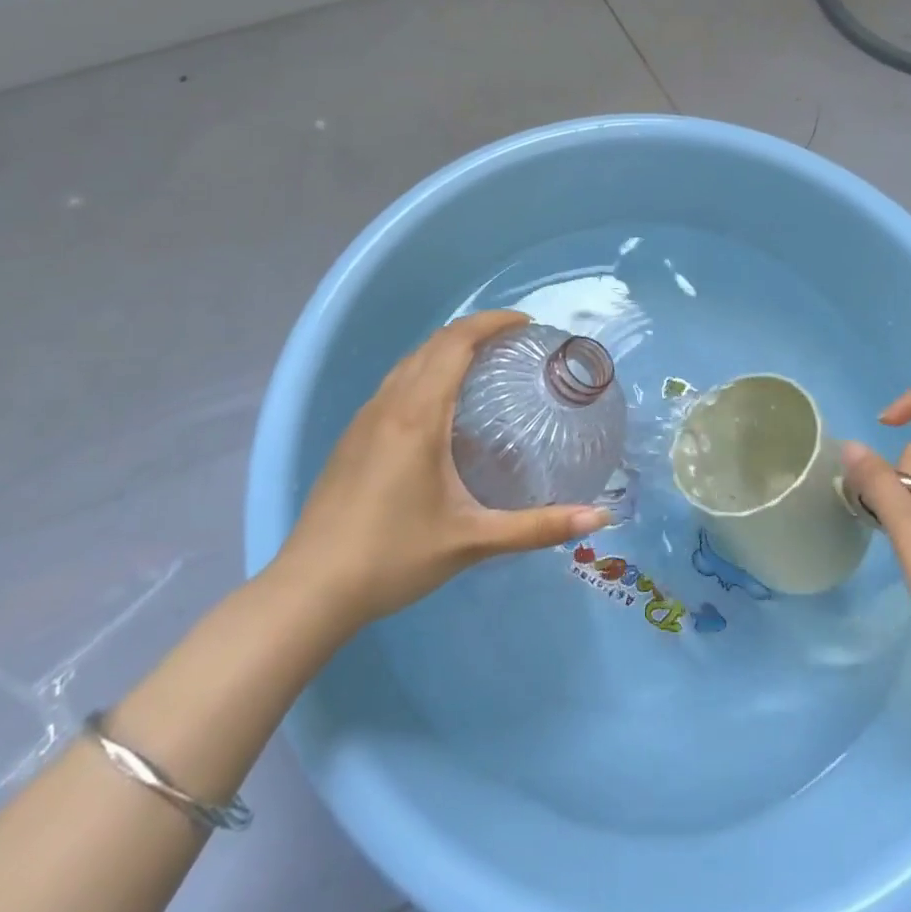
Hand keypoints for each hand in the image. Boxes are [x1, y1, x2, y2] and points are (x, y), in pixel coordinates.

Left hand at [273, 310, 611, 633]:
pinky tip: (439, 407)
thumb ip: (537, 527)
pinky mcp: (352, 436)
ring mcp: (365, 417)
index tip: (526, 324)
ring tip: (482, 364)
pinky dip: (425, 371)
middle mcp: (389, 403)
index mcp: (419, 415)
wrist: (311, 589)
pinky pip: (395, 382)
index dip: (492, 322)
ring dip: (446, 349)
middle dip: (475, 331)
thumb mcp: (472, 541)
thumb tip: (599, 520)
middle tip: (514, 343)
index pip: (456, 343)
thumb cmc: (394, 556)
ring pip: (410, 361)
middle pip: (434, 344)